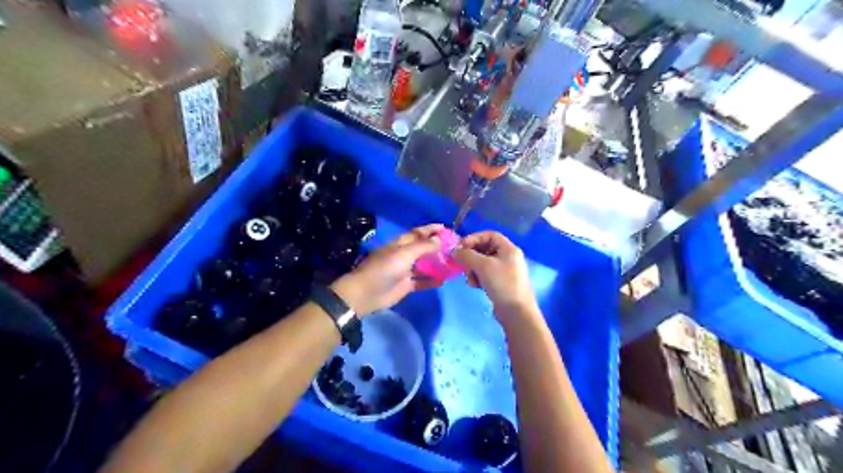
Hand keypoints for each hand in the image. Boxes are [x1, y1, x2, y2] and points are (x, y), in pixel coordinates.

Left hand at [332, 223, 443, 314]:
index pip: (418, 233)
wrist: (366, 293)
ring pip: (424, 265)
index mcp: (401, 244)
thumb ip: (423, 247)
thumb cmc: (384, 269)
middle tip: (455, 247)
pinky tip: (444, 281)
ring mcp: (405, 271)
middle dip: (438, 247)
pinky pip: (422, 281)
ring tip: (454, 264)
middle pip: (423, 249)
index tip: (447, 228)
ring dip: (437, 264)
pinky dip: (432, 281)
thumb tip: (439, 239)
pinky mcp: (406, 285)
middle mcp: (404, 255)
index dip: (431, 230)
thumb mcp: (404, 254)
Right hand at [451, 231, 534, 315]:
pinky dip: (478, 277)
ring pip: (483, 263)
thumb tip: (455, 251)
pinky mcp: (501, 282)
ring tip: (471, 279)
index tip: (461, 247)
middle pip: (484, 249)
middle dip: (472, 257)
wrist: (516, 312)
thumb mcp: (483, 266)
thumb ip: (467, 255)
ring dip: (473, 269)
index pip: (489, 235)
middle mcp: (508, 257)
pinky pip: (485, 274)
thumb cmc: (502, 284)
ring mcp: (505, 270)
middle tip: (463, 265)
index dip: (474, 238)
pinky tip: (475, 286)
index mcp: (508, 249)